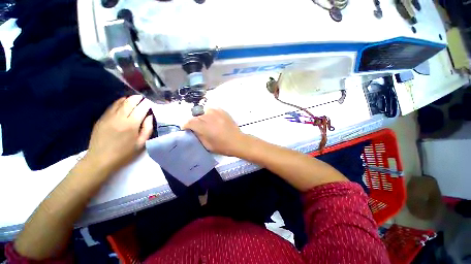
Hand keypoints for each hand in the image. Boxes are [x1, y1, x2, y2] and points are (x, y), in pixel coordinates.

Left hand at [86, 95, 153, 173]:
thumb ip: (147, 128)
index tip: (151, 102)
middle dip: (138, 98)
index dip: (147, 104)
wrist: (100, 159)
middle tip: (143, 97)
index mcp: (131, 124)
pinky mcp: (101, 118)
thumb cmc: (125, 153)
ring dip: (128, 99)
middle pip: (130, 102)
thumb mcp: (142, 143)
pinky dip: (119, 103)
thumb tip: (149, 116)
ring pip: (119, 102)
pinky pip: (111, 107)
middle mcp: (119, 117)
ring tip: (134, 98)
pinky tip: (122, 103)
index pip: (141, 109)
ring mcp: (108, 117)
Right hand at [183, 108, 246, 155]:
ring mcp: (217, 113)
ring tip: (205, 122)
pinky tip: (212, 118)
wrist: (238, 142)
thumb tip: (193, 130)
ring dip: (202, 116)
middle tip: (197, 127)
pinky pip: (213, 109)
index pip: (190, 122)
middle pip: (196, 116)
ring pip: (204, 110)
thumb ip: (198, 136)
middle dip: (194, 121)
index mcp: (205, 127)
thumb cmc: (222, 147)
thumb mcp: (207, 145)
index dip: (186, 125)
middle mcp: (210, 117)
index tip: (186, 129)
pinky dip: (210, 113)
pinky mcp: (223, 111)